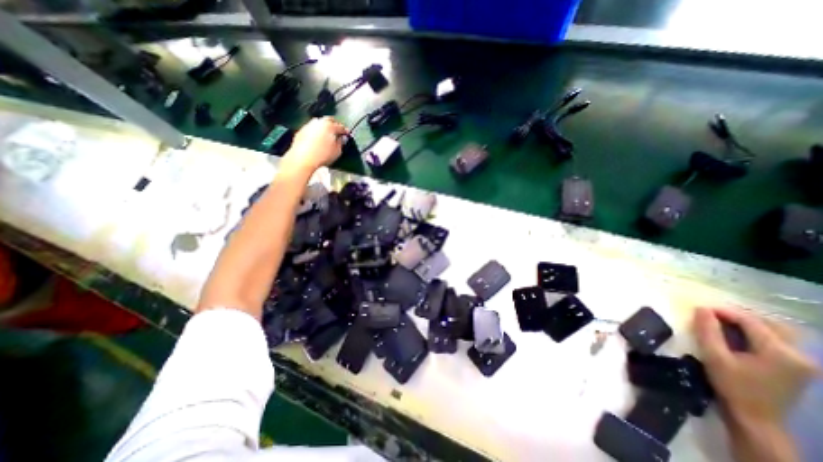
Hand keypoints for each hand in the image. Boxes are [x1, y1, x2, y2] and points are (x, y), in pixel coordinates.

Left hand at [283, 116, 345, 175]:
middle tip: (337, 132)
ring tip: (327, 135)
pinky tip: (317, 139)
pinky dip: (315, 132)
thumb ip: (341, 143)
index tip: (347, 134)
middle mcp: (319, 123)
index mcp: (330, 126)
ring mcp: (308, 125)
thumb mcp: (337, 151)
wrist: (303, 158)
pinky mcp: (301, 131)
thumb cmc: (322, 155)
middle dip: (334, 124)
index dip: (345, 131)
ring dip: (323, 127)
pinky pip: (311, 129)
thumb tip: (342, 138)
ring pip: (319, 123)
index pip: (340, 126)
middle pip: (329, 120)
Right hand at [693, 307, 816, 425]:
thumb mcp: (714, 356)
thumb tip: (702, 308)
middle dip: (738, 316)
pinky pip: (779, 341)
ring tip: (723, 324)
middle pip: (769, 323)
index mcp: (780, 352)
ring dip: (749, 324)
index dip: (724, 312)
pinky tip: (739, 337)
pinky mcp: (799, 367)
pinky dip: (758, 334)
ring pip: (777, 331)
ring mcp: (804, 363)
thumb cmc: (731, 385)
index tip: (701, 310)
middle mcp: (800, 355)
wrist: (755, 418)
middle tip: (712, 316)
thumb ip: (708, 330)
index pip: (751, 321)